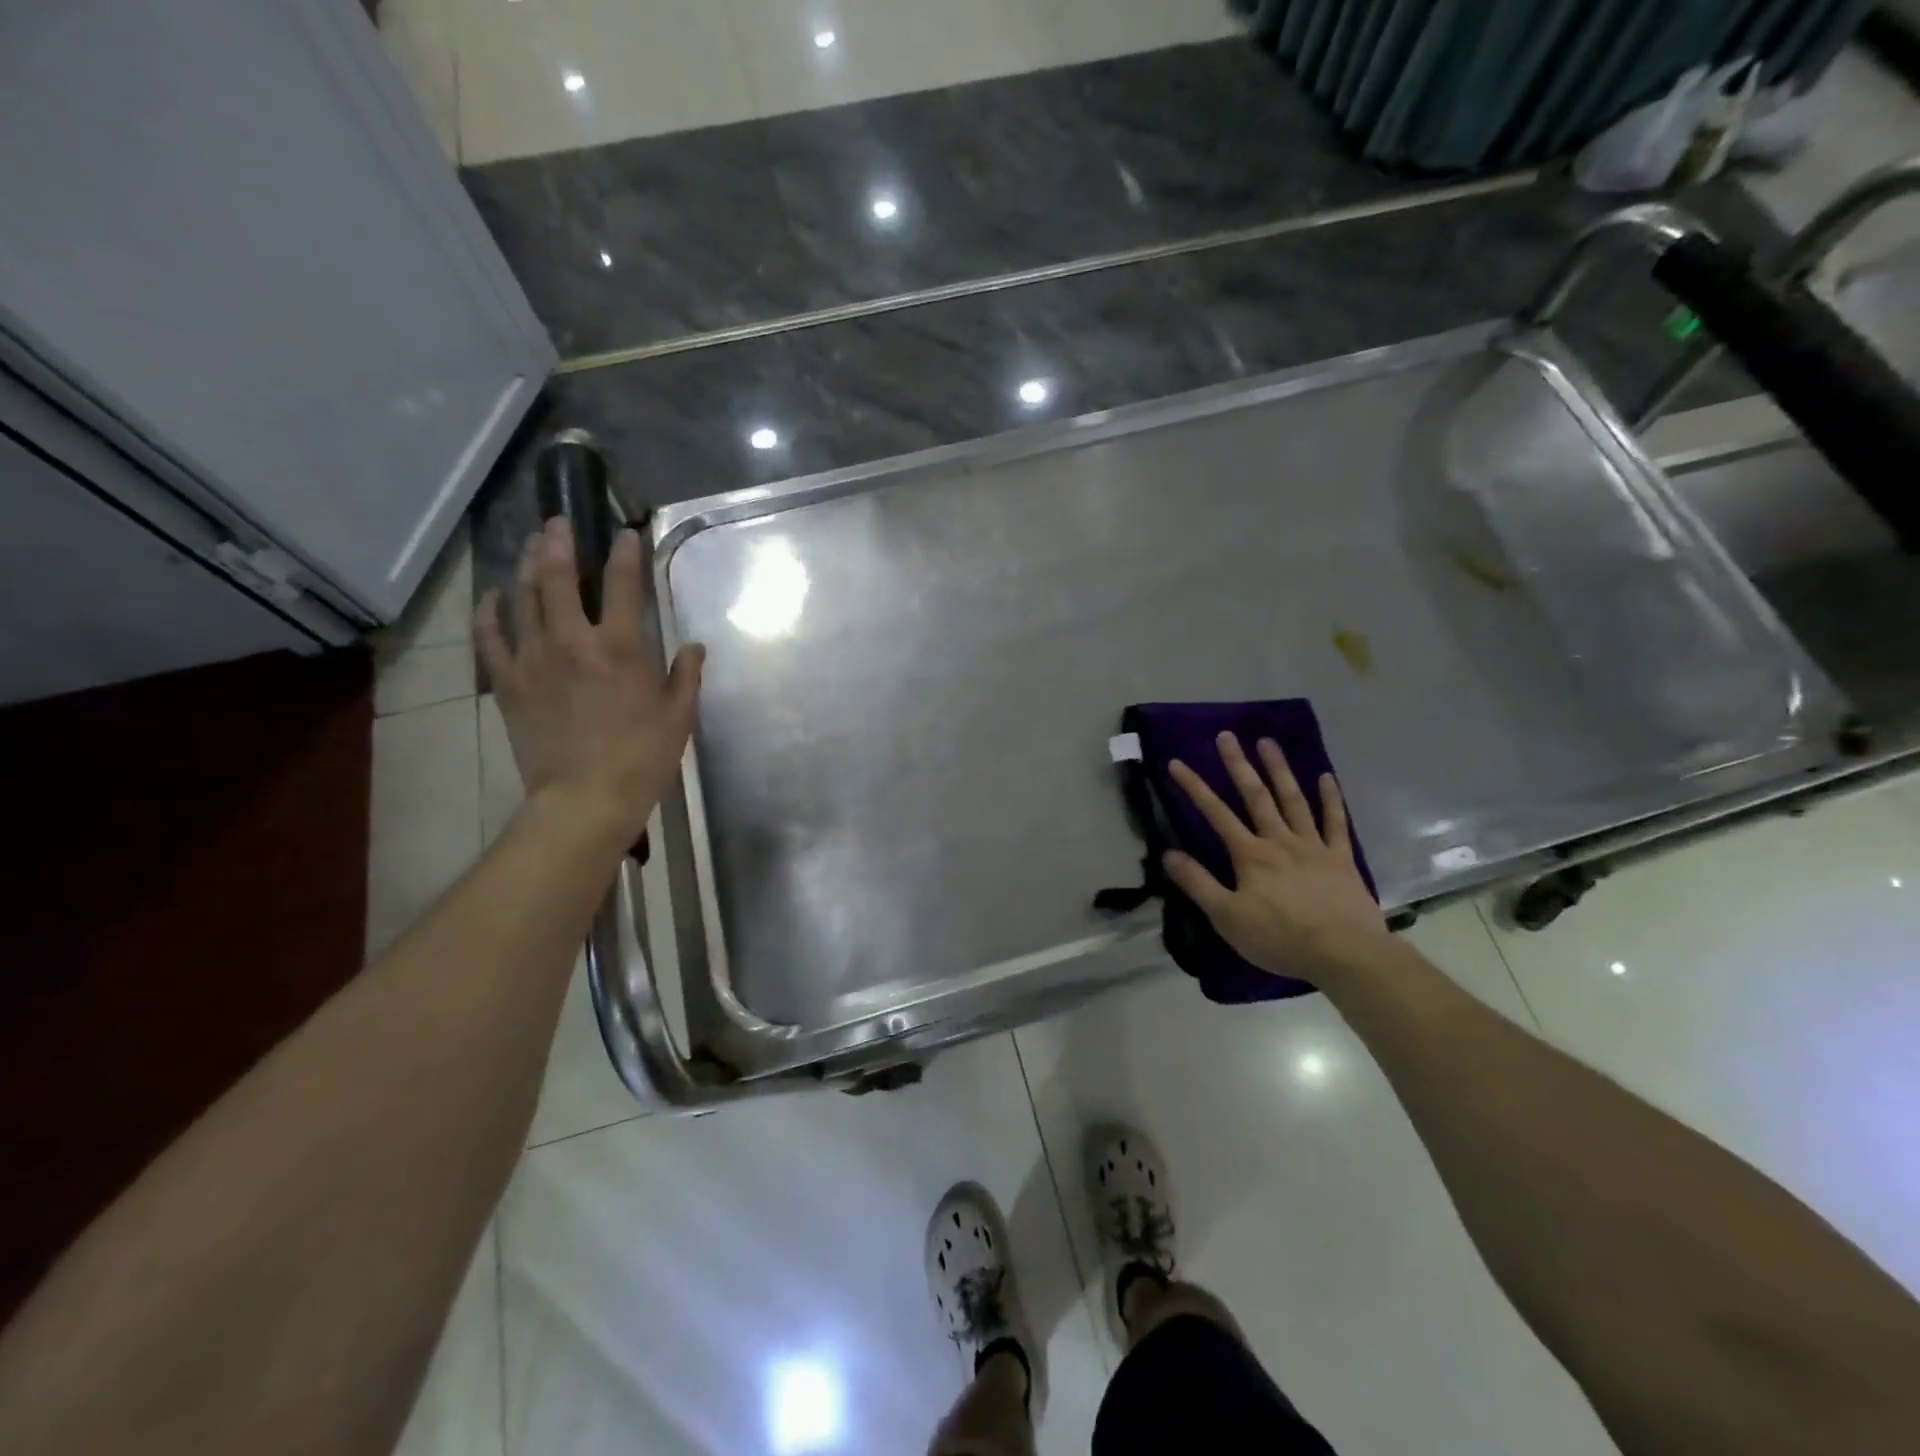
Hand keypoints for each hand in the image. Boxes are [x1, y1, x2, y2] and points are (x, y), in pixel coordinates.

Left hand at [476, 518, 703, 849]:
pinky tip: (493, 595)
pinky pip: (490, 637)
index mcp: (619, 647)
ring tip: (529, 544)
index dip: (625, 554)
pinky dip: (489, 611)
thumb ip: (686, 674)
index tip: (626, 533)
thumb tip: (693, 645)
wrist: (586, 798)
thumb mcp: (679, 715)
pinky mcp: (509, 683)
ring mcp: (533, 659)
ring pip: (521, 598)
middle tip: (559, 522)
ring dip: (524, 565)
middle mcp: (572, 641)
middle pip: (556, 577)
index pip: (621, 584)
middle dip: (558, 543)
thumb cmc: (643, 757)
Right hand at [1163, 732, 1389, 984]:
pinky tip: (1326, 777)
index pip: (1216, 813)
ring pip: (1293, 799)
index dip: (1194, 787)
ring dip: (1279, 769)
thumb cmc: (1280, 938)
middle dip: (1238, 764)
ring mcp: (1313, 846)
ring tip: (1267, 742)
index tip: (1176, 762)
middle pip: (1255, 796)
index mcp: (1250, 855)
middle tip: (1226, 735)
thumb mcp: (1227, 917)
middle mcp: (1279, 840)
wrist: (1345, 954)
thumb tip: (1168, 854)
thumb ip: (1198, 884)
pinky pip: (1336, 822)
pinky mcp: (1341, 858)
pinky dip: (1331, 798)